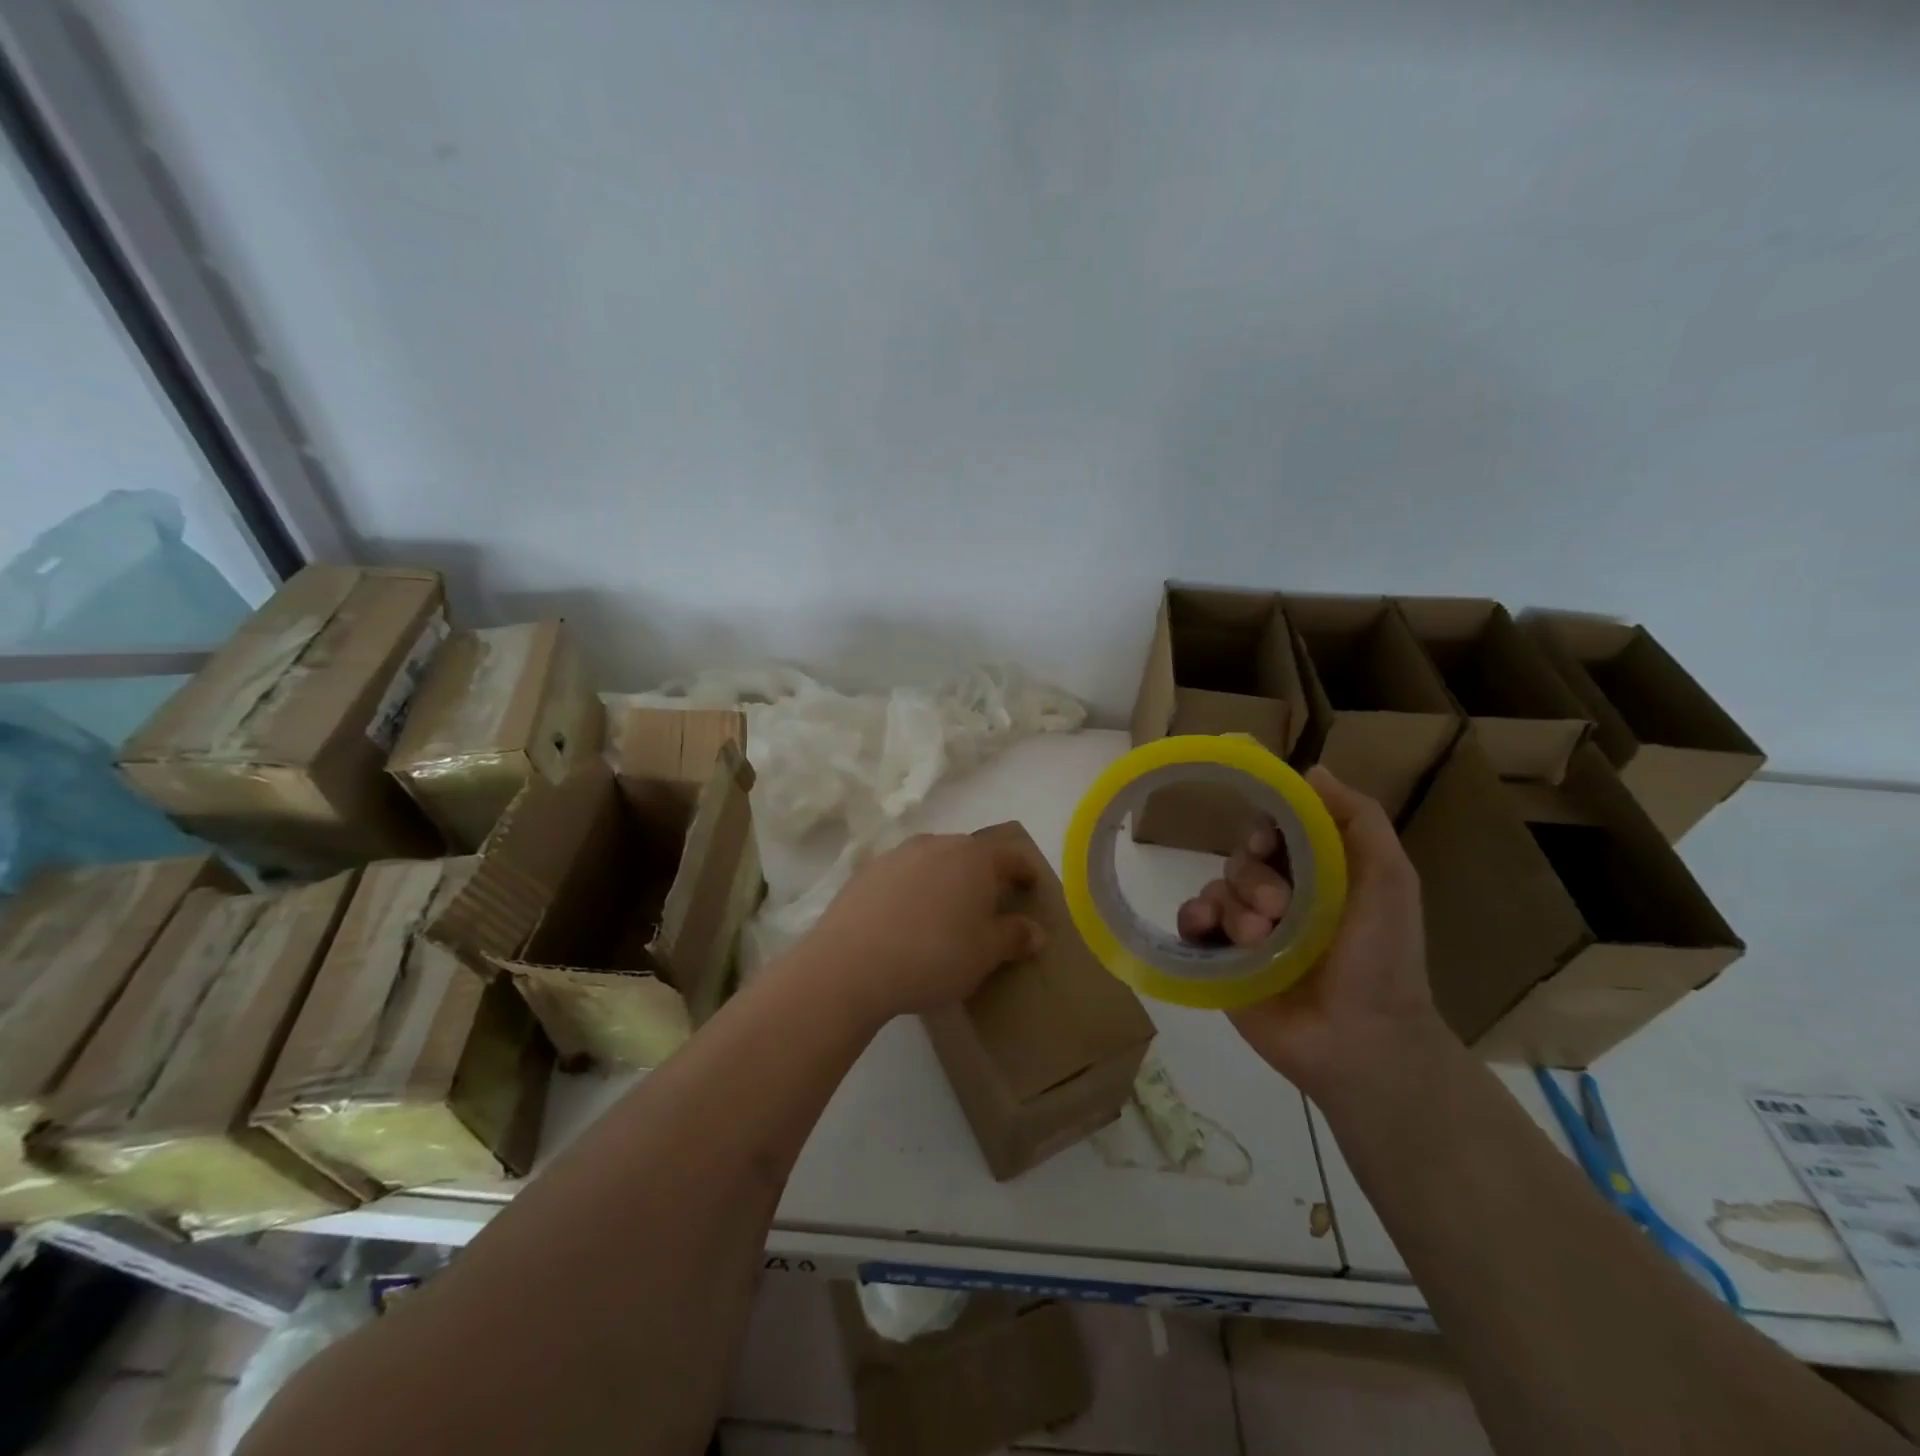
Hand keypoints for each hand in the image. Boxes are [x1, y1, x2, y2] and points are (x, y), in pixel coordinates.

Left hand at [803, 832, 1045, 1024]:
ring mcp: (897, 855)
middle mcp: (936, 844)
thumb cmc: (934, 955)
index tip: (1032, 886)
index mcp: (973, 857)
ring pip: (933, 862)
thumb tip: (1035, 931)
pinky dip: (913, 891)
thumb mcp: (985, 953)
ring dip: (945, 881)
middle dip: (983, 876)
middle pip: (970, 854)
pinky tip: (906, 921)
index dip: (1025, 871)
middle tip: (989, 906)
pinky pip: (902, 876)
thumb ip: (1014, 937)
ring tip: (946, 915)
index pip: (1010, 855)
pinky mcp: (865, 872)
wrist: (851, 963)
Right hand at [1175, 767, 1442, 1095]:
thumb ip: (1359, 819)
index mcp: (1316, 875)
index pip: (1275, 830)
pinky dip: (1194, 918)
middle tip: (1279, 910)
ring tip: (1259, 941)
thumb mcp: (1388, 879)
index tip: (1268, 842)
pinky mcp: (1220, 959)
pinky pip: (1191, 921)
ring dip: (1233, 907)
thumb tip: (1311, 770)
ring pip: (1216, 888)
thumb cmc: (1381, 958)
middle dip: (1255, 878)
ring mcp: (1247, 929)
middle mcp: (1279, 897)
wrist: (1362, 1040)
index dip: (1265, 828)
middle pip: (1242, 859)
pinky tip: (1208, 931)